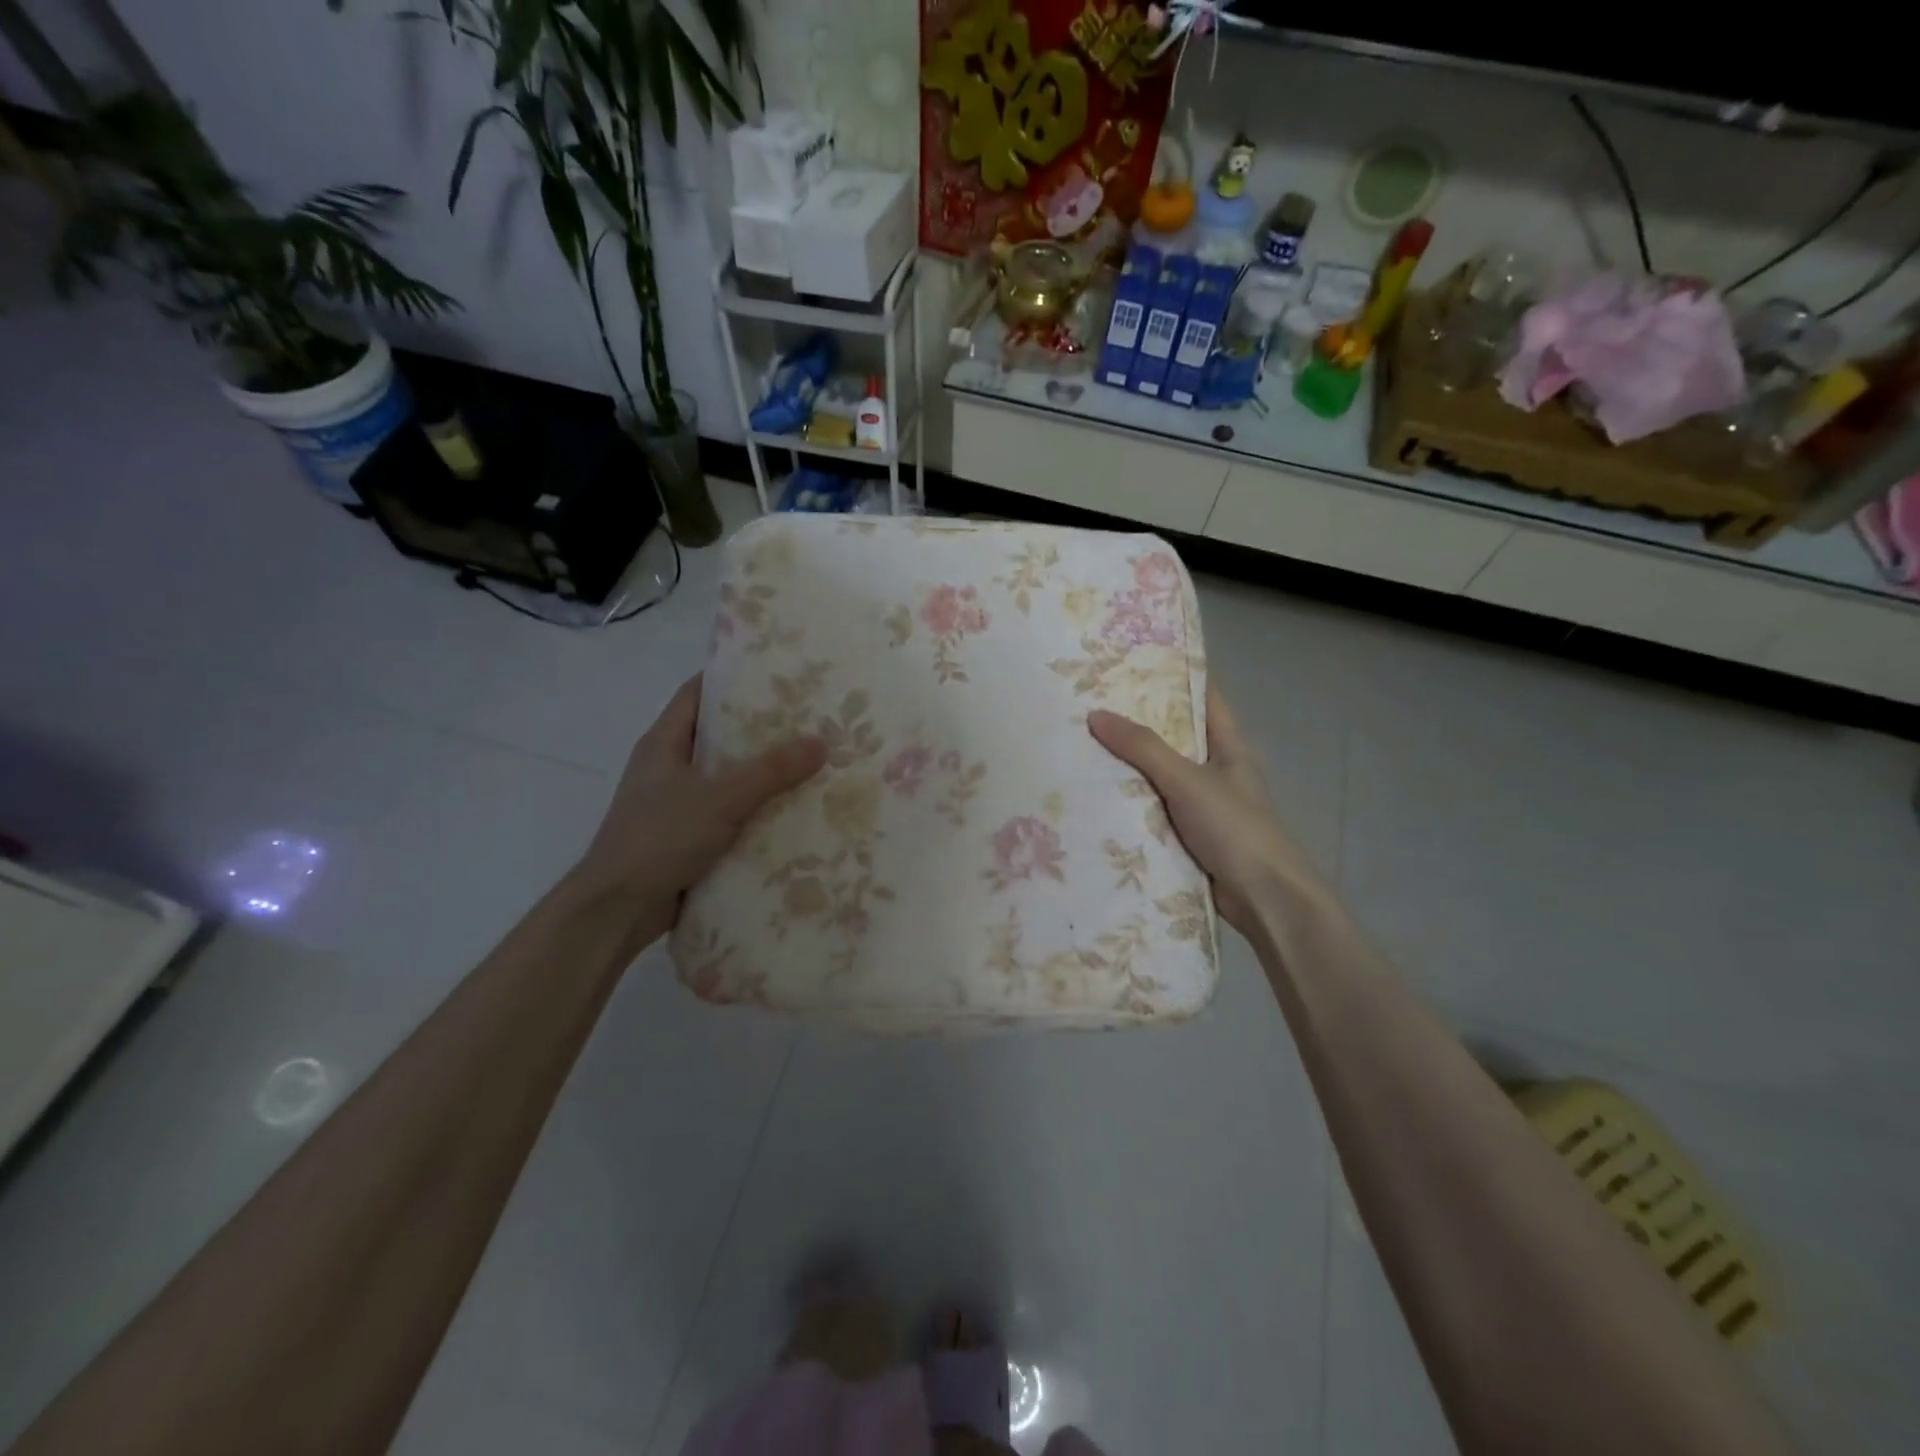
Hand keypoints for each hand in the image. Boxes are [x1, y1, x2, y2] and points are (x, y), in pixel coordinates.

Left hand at [571, 676, 826, 953]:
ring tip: (811, 761)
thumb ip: (771, 771)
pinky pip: (729, 813)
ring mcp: (677, 804)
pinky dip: (756, 810)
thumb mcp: (720, 798)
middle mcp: (669, 768)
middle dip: (760, 729)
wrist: (618, 909)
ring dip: (763, 773)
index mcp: (664, 743)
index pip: (697, 693)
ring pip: (727, 777)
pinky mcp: (688, 837)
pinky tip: (793, 810)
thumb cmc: (659, 838)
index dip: (732, 679)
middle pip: (719, 735)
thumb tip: (822, 742)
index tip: (777, 673)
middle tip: (809, 719)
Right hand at [1088, 684, 1319, 935]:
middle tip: (1092, 703)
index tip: (1135, 661)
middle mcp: (1217, 771)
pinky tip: (1096, 796)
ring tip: (1083, 744)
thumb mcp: (1187, 780)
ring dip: (1130, 767)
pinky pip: (1155, 811)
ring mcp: (1204, 806)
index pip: (1204, 698)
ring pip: (1161, 777)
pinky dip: (1131, 804)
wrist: (1263, 898)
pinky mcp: (1191, 837)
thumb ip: (1142, 748)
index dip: (1175, 677)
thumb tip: (1096, 714)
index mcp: (1229, 747)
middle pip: (1175, 737)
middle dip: (1139, 723)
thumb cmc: (1234, 828)